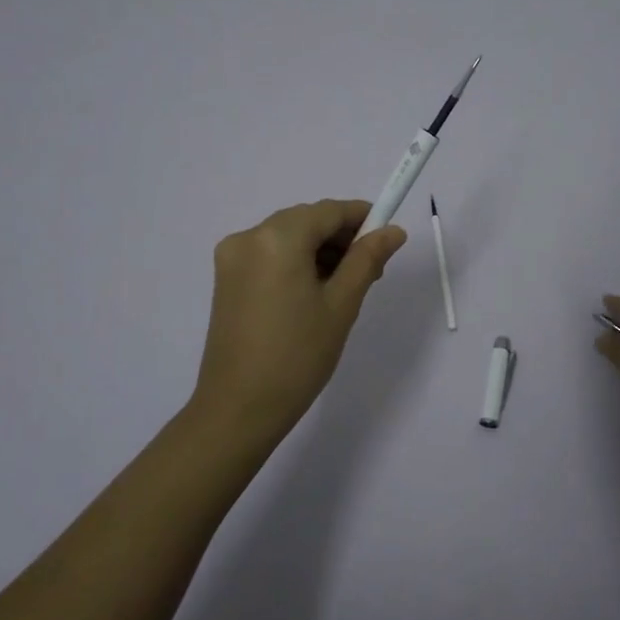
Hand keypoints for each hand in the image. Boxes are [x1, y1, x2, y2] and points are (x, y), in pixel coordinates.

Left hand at [190, 200, 407, 445]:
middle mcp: (249, 236)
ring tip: (345, 287)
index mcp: (277, 238)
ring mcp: (232, 258)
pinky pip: (269, 255)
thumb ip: (368, 259)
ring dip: (319, 250)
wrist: (238, 409)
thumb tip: (393, 230)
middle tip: (371, 271)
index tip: (388, 238)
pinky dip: (295, 262)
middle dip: (341, 237)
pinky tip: (313, 293)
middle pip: (307, 221)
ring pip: (288, 237)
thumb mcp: (341, 304)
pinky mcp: (226, 279)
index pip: (329, 211)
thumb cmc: (298, 356)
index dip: (362, 218)